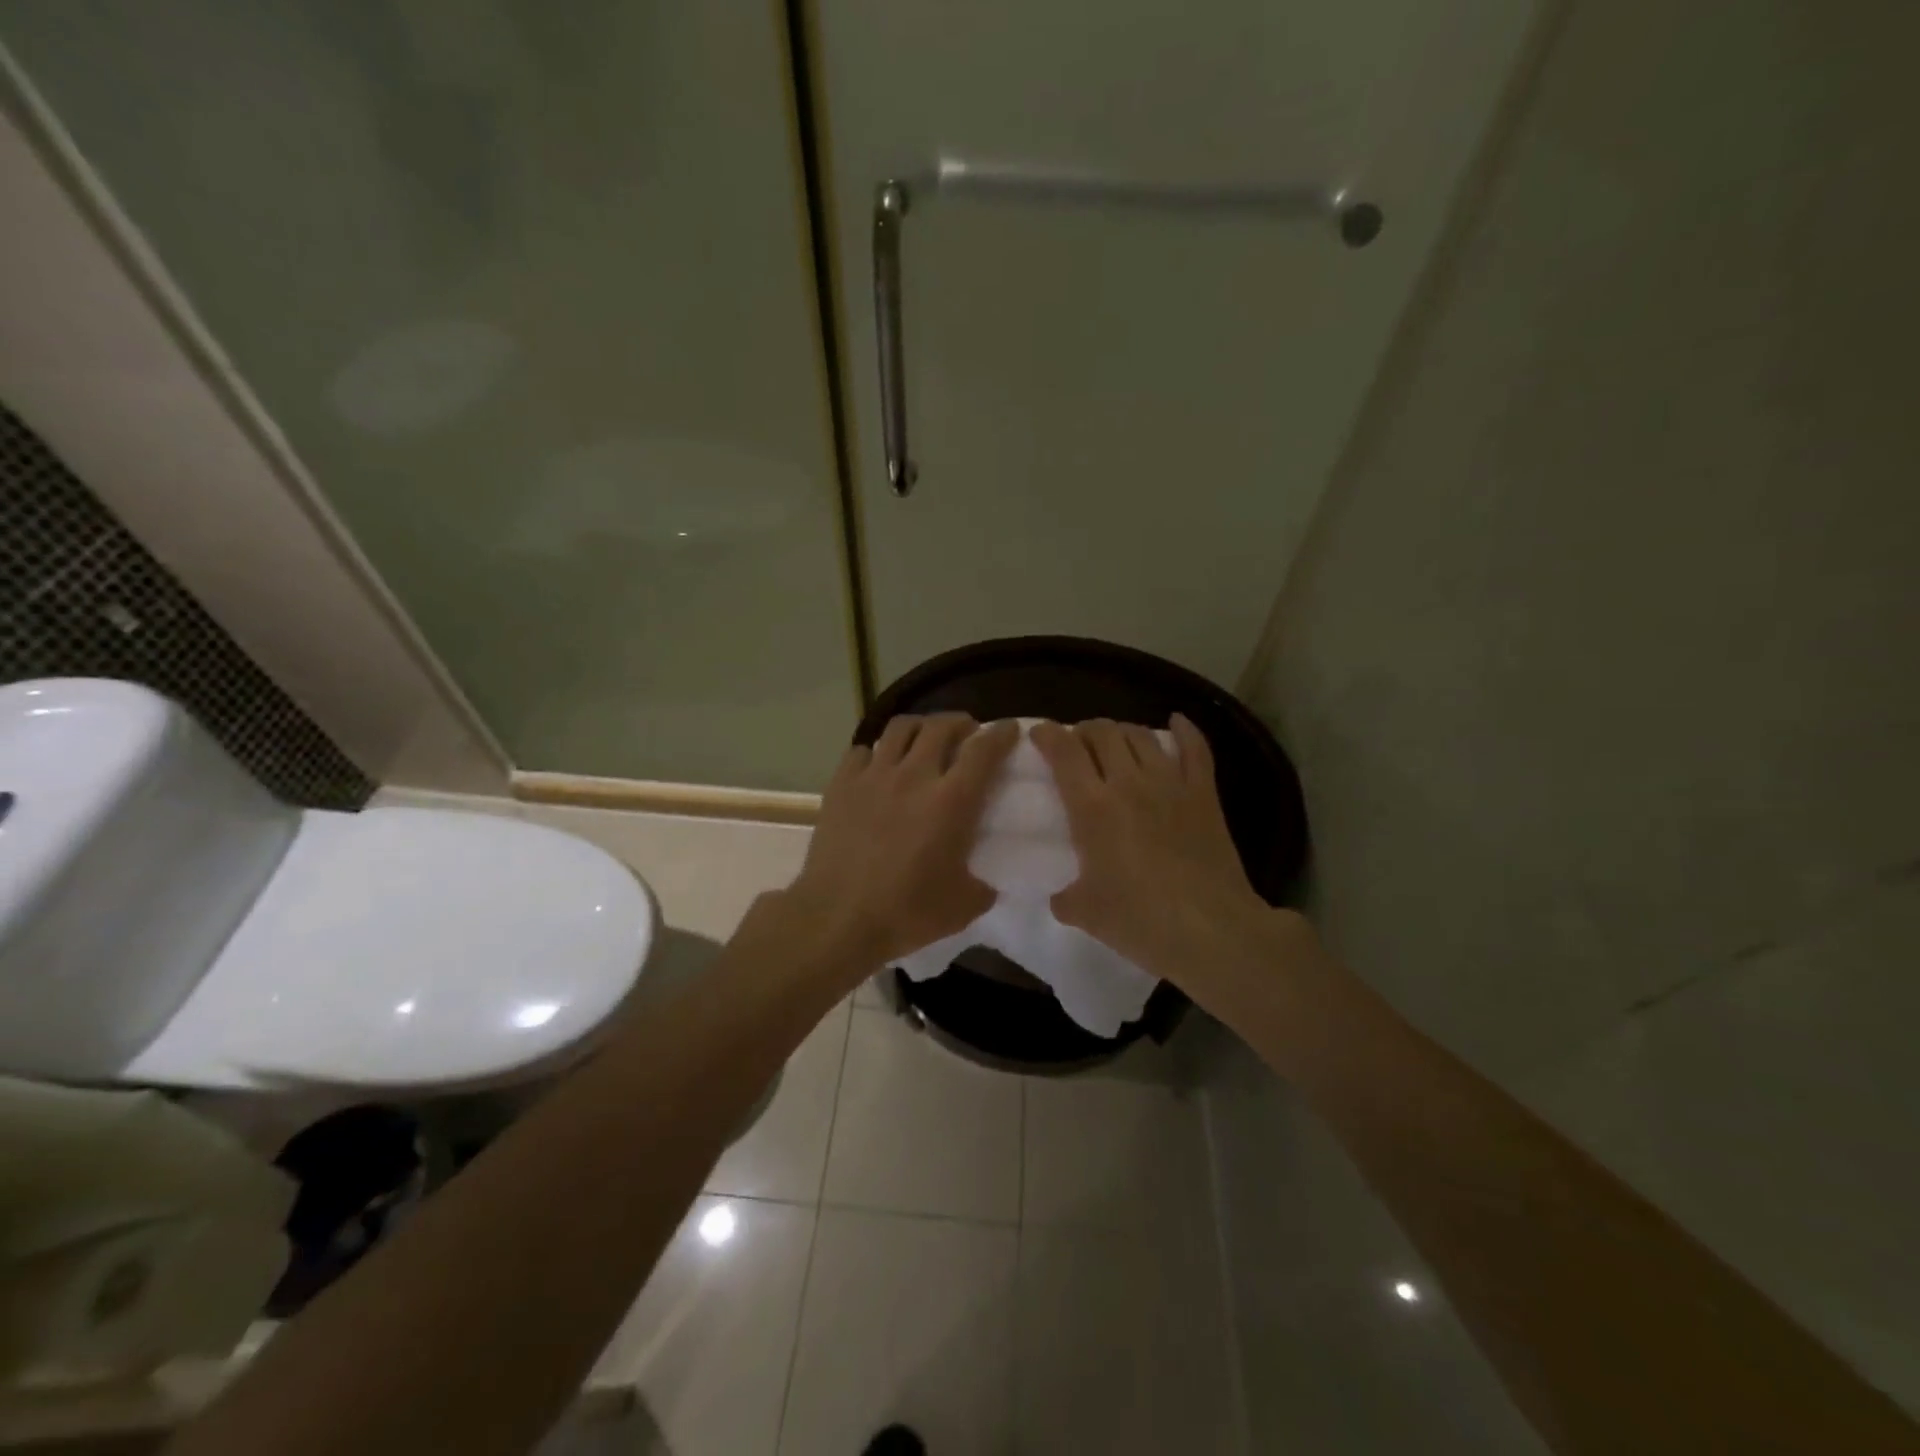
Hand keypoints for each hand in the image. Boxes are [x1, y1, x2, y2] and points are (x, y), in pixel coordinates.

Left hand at [784, 714, 1020, 970]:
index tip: (1008, 728)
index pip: (983, 750)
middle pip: (941, 726)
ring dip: (920, 726)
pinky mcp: (841, 784)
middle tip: (967, 733)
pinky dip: (876, 752)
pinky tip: (878, 767)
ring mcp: (873, 776)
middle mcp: (914, 776)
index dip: (1000, 734)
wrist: (838, 918)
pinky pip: (861, 751)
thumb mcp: (963, 907)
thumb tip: (988, 882)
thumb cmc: (906, 913)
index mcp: (952, 801)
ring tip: (925, 738)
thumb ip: (983, 886)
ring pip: (901, 728)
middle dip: (960, 722)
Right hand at [1031, 716, 1312, 1003]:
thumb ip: (1065, 898)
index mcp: (1092, 807)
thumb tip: (1061, 896)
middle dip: (1084, 730)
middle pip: (1102, 733)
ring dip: (1122, 730)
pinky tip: (1177, 722)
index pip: (1064, 752)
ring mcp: (1170, 784)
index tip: (1038, 733)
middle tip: (1077, 744)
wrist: (1211, 930)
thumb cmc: (1140, 920)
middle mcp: (1129, 783)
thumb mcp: (1085, 913)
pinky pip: (1196, 749)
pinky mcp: (1204, 795)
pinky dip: (1185, 731)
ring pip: (1142, 735)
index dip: (1047, 734)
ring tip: (1115, 740)